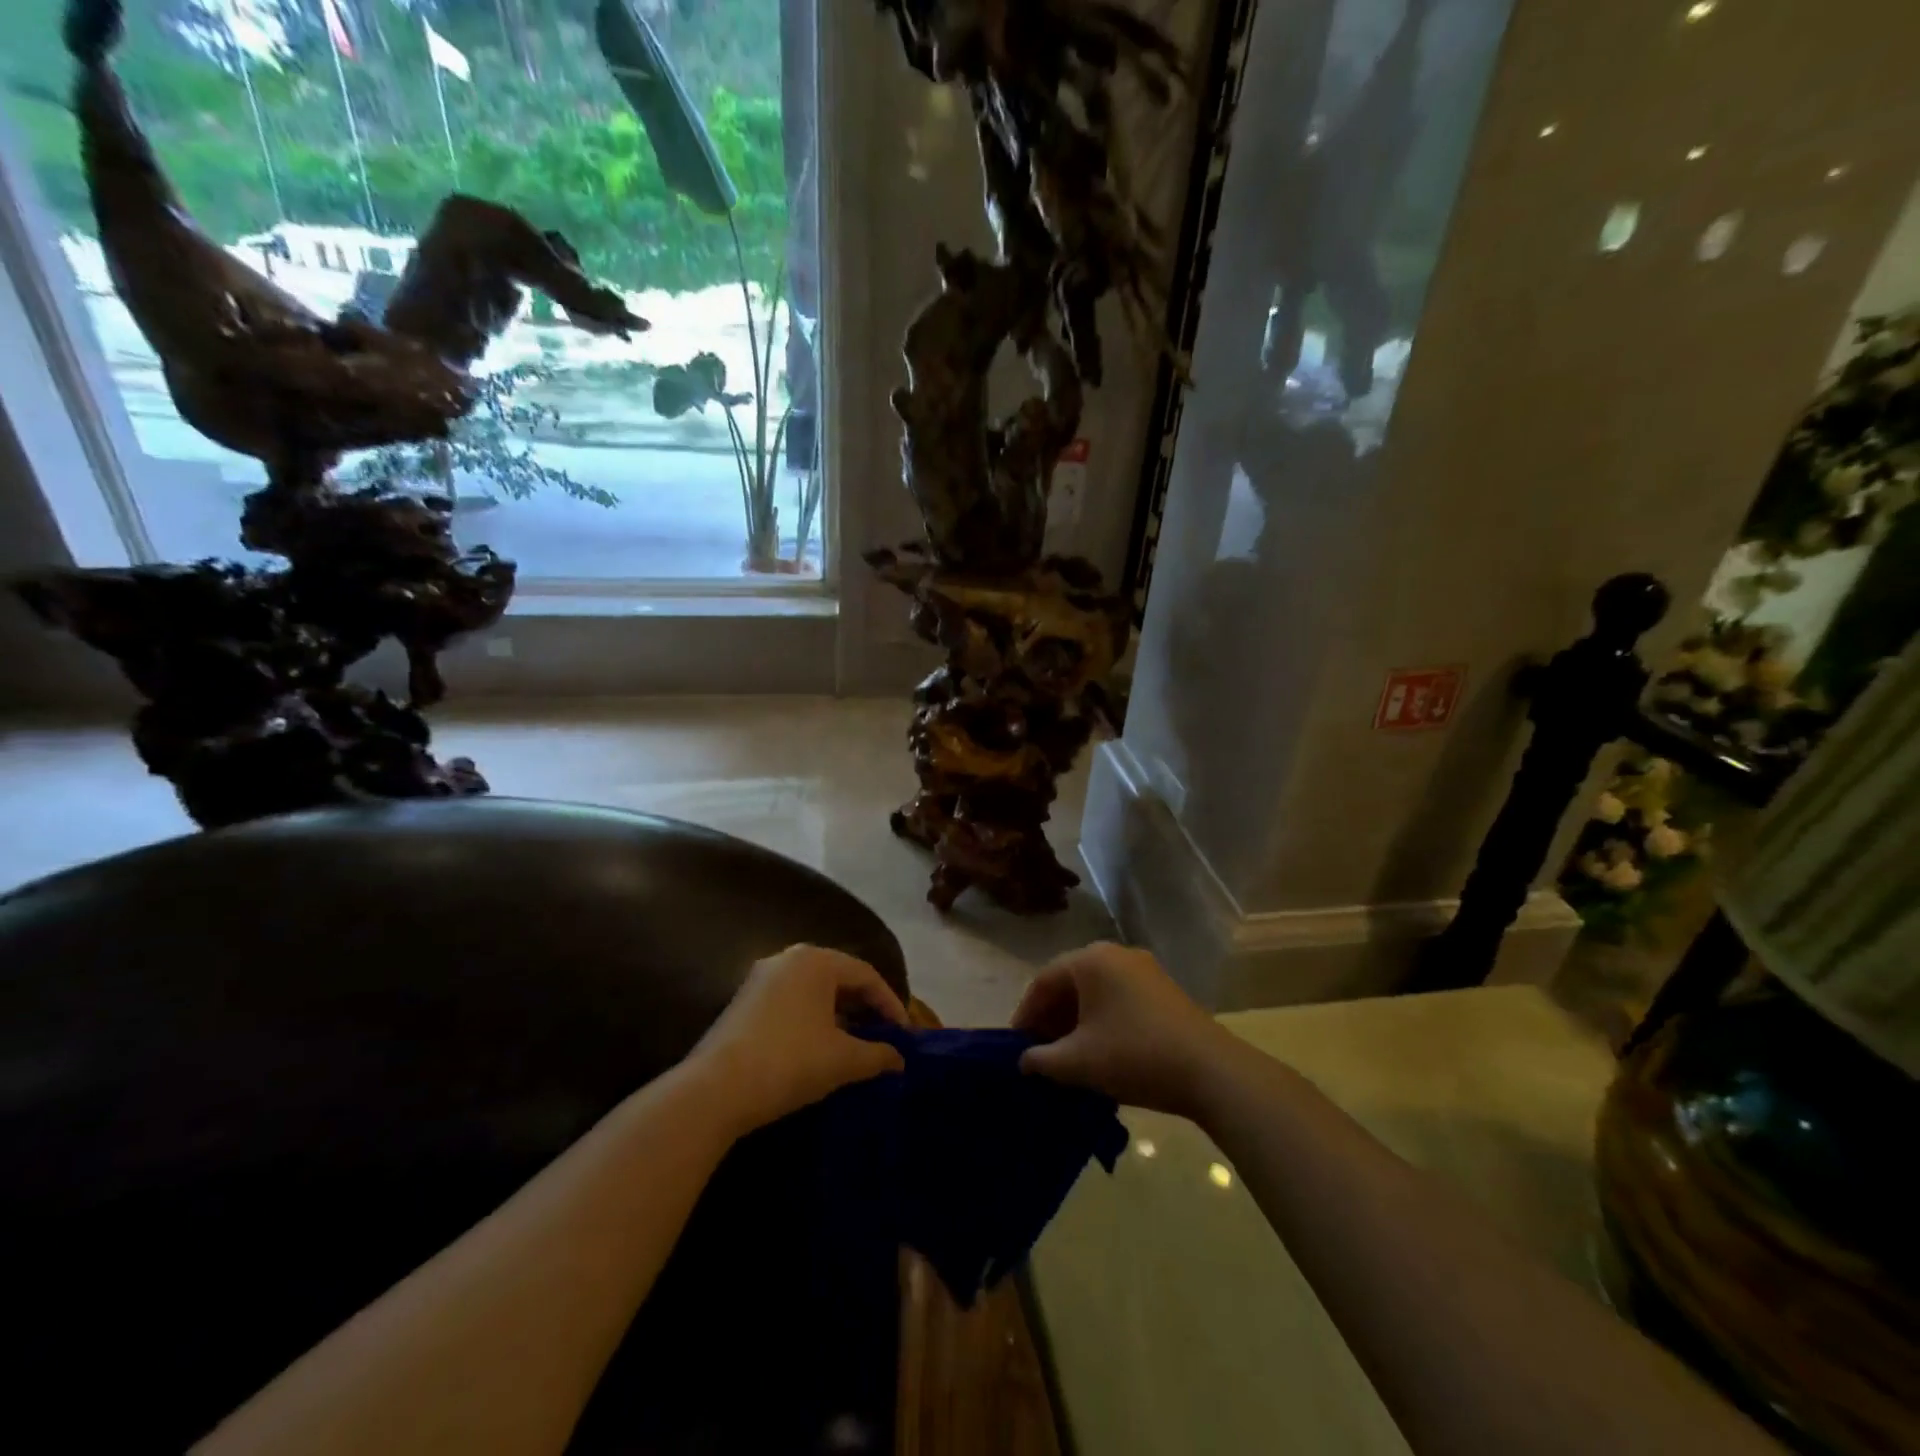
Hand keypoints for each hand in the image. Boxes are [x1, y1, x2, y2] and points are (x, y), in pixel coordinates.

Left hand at [689, 945, 909, 1136]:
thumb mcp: (843, 1060)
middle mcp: (787, 958)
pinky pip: (791, 1001)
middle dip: (864, 1007)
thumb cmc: (789, 1062)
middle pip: (839, 977)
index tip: (904, 1035)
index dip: (890, 1004)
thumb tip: (899, 1059)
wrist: (714, 1090)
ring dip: (838, 1014)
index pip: (866, 975)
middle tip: (883, 1035)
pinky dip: (812, 1019)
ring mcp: (760, 978)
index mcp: (816, 960)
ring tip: (855, 1043)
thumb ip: (878, 1055)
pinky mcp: (743, 1001)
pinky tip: (818, 1047)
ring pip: (813, 990)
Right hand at [1012, 942, 1239, 1118]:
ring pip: (1096, 991)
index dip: (1025, 1014)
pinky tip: (1100, 1050)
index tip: (1016, 1046)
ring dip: (1076, 1020)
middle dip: (1051, 1017)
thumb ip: (1042, 1060)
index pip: (1043, 981)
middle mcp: (1116, 954)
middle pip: (1070, 982)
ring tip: (1067, 1055)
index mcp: (1090, 960)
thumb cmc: (1134, 1056)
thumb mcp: (1078, 1062)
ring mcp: (1144, 969)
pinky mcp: (1163, 989)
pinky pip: (1119, 997)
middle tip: (1039, 1052)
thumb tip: (1024, 1061)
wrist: (1210, 1071)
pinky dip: (1101, 1019)